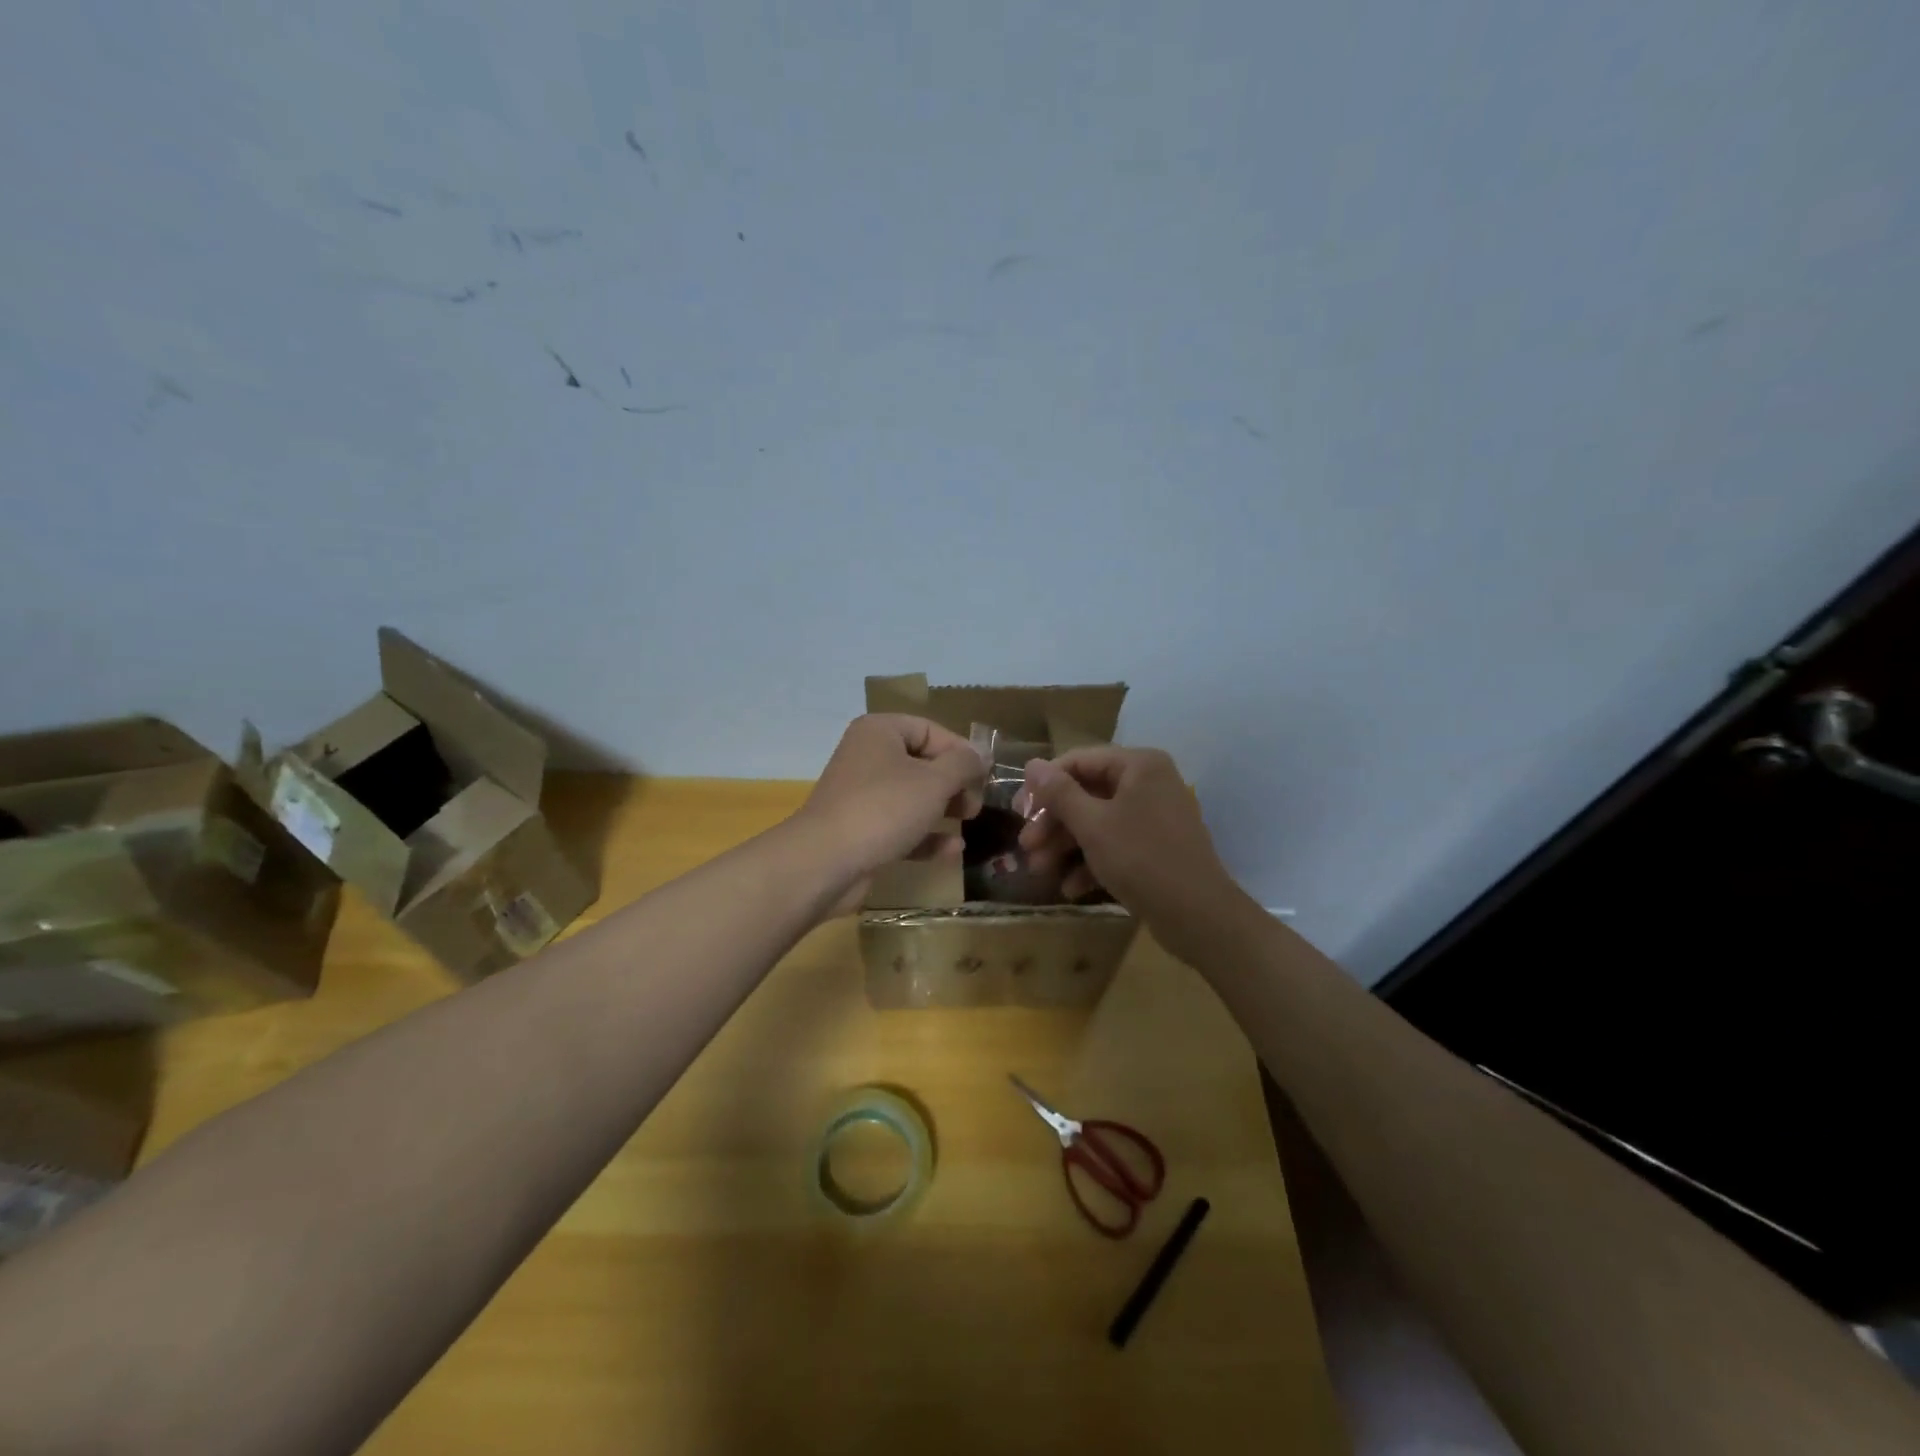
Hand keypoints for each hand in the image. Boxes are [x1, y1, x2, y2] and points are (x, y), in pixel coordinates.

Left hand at [791, 714, 985, 916]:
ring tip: (968, 822)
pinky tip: (952, 851)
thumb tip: (981, 754)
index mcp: (880, 732)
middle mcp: (868, 757)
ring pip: (912, 797)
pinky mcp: (861, 831)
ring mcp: (862, 796)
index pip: (930, 730)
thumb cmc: (884, 808)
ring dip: (943, 810)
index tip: (984, 776)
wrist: (825, 862)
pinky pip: (901, 826)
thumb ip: (963, 764)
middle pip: (922, 763)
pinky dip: (925, 836)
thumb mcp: (934, 781)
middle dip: (954, 784)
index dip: (961, 751)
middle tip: (974, 804)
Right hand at [1018, 747, 1255, 956]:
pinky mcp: (1156, 848)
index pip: (1079, 761)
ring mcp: (1154, 817)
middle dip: (1053, 822)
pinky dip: (1091, 862)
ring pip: (1098, 822)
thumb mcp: (1092, 824)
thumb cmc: (1141, 858)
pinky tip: (1069, 888)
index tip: (1019, 810)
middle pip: (1087, 793)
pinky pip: (1116, 844)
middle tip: (1026, 846)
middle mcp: (1148, 783)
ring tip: (1039, 871)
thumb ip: (1059, 793)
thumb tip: (1032, 763)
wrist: (1198, 916)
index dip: (1044, 784)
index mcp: (1138, 766)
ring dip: (1066, 845)